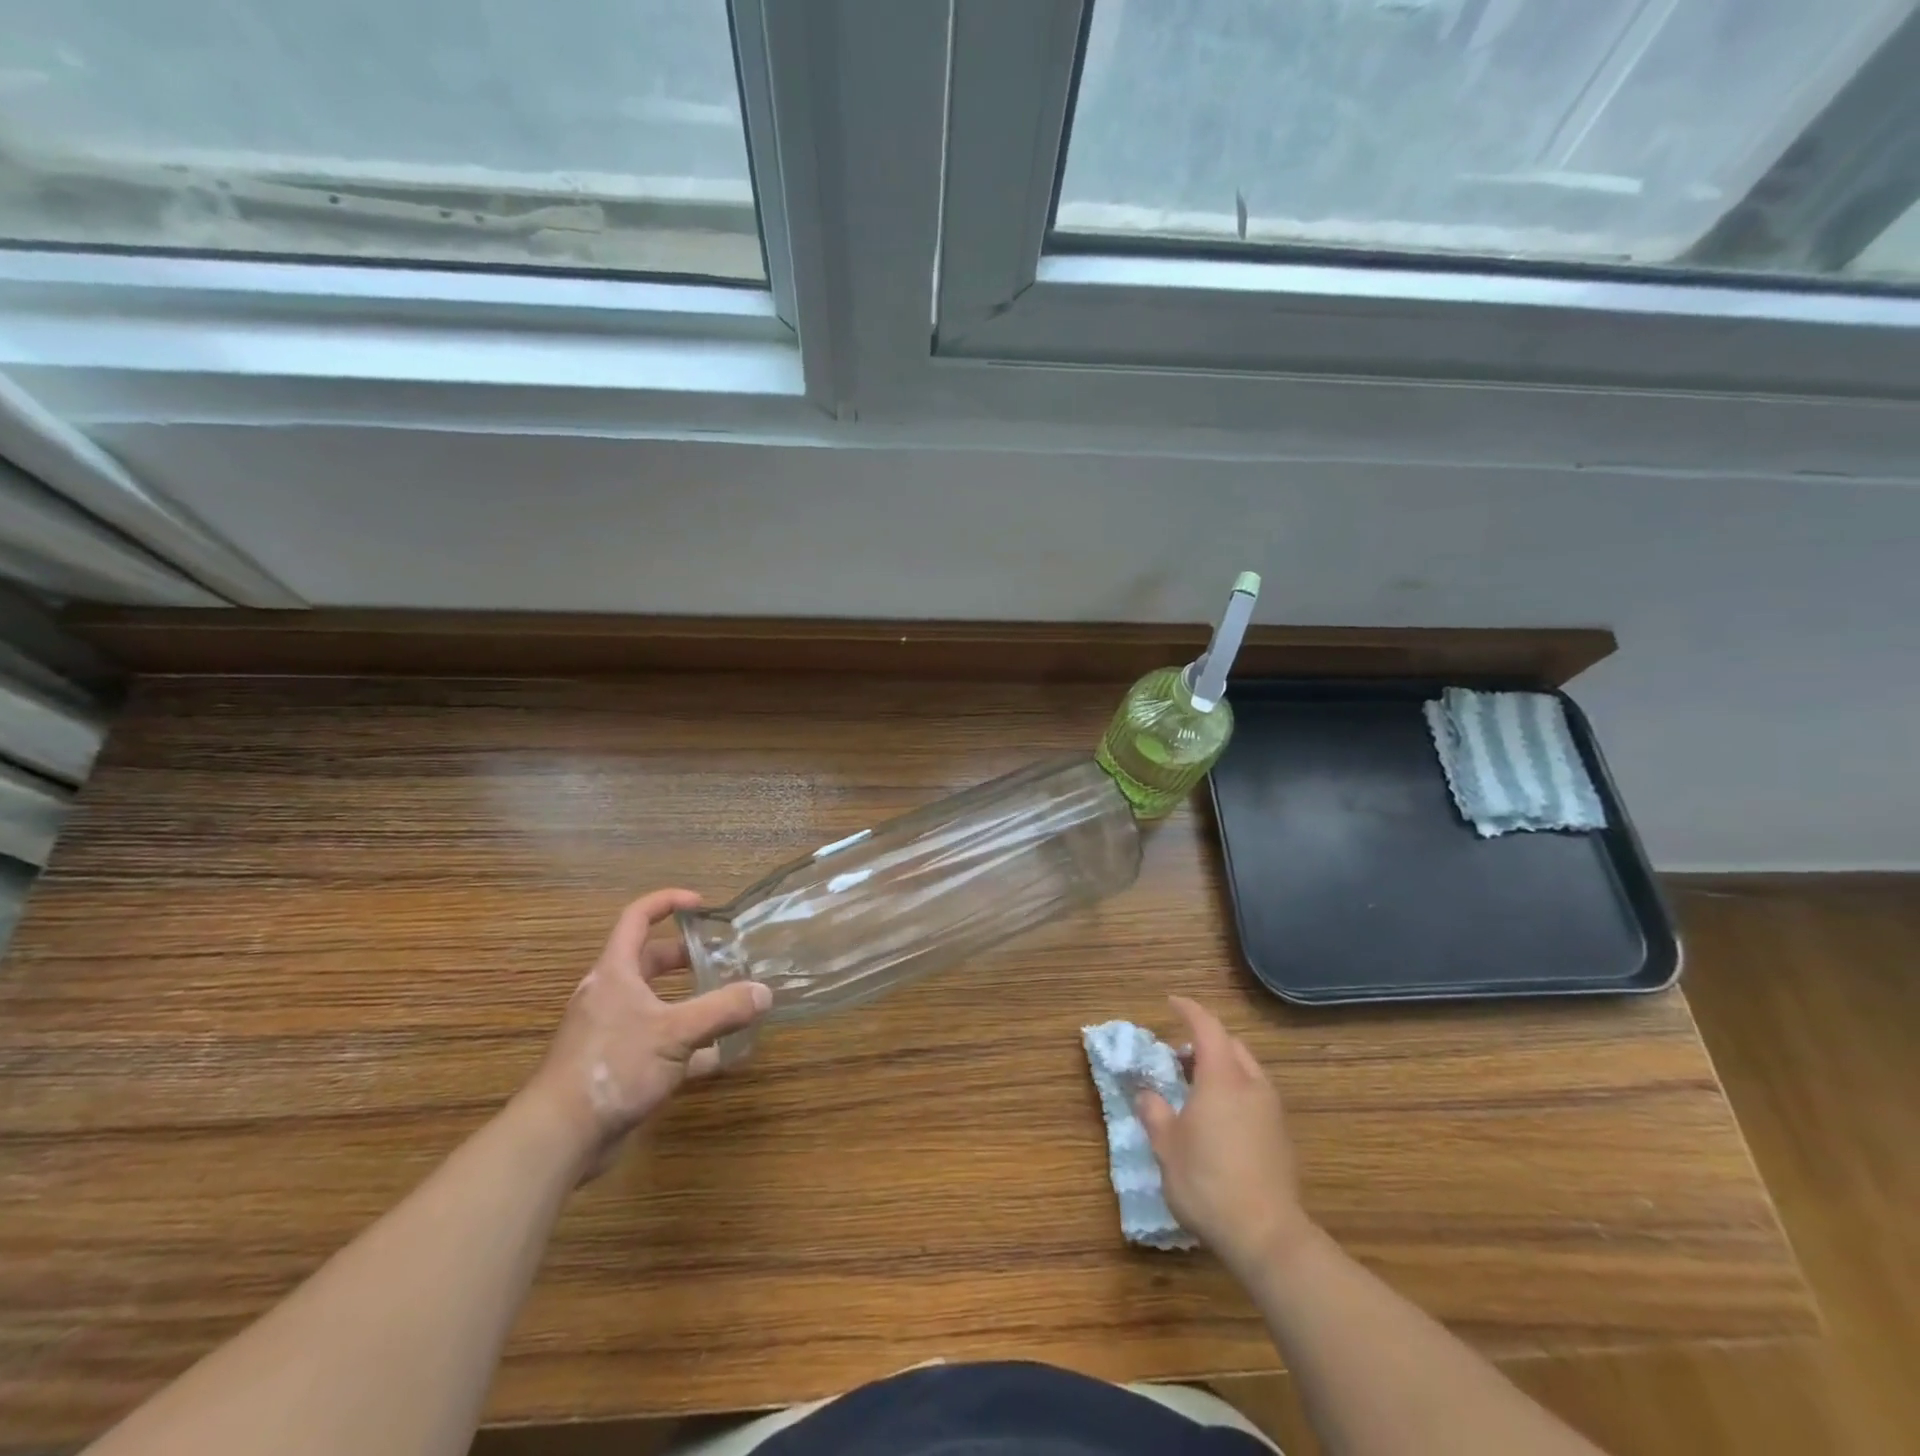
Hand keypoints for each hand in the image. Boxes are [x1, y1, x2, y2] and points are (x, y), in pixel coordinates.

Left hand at [522, 889, 771, 1175]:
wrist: (560, 1136)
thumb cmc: (613, 1066)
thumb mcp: (675, 1032)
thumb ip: (722, 1009)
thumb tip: (764, 992)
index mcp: (616, 973)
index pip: (636, 919)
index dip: (667, 903)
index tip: (701, 905)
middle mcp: (612, 996)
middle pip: (650, 961)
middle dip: (687, 956)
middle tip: (723, 956)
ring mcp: (614, 1032)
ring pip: (658, 1004)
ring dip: (691, 1001)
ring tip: (728, 1002)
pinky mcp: (620, 1066)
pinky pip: (660, 1043)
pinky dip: (690, 1045)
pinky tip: (719, 1056)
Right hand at [1135, 995, 1315, 1275]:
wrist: (1266, 1236)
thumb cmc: (1208, 1181)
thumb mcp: (1167, 1147)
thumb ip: (1155, 1113)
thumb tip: (1146, 1094)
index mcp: (1222, 1077)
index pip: (1206, 1027)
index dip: (1188, 1010)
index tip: (1171, 1002)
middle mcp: (1251, 1084)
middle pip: (1230, 1045)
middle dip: (1205, 1040)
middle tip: (1177, 1053)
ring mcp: (1271, 1110)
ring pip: (1246, 1070)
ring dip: (1221, 1065)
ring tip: (1195, 1086)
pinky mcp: (1281, 1136)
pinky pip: (1255, 1094)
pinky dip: (1234, 1089)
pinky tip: (1218, 1116)